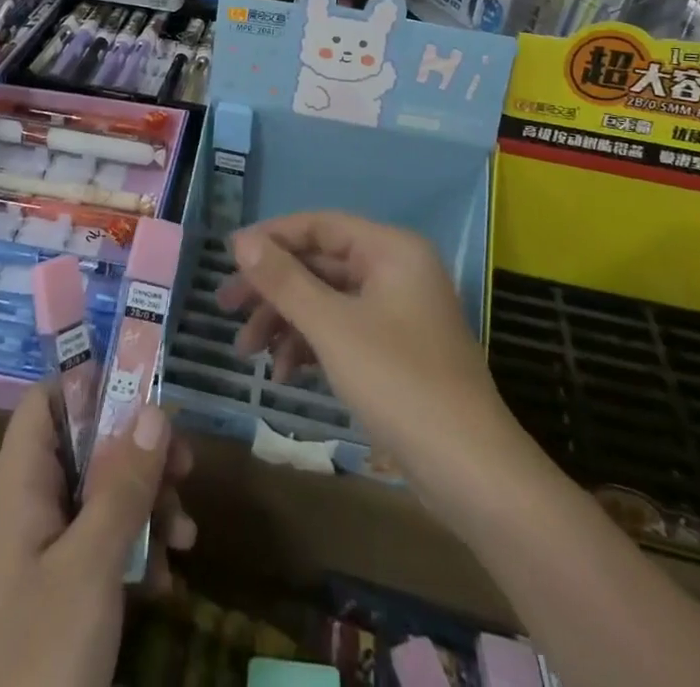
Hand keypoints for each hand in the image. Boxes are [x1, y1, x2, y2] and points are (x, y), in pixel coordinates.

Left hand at [0, 390, 195, 686]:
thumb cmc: (42, 652)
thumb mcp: (91, 565)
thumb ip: (122, 484)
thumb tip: (153, 409)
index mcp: (19, 485)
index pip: (46, 401)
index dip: (90, 383)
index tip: (145, 389)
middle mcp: (29, 505)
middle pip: (86, 445)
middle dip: (139, 453)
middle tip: (186, 466)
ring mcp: (45, 550)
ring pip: (102, 494)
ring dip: (148, 506)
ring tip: (185, 537)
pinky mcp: (61, 589)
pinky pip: (103, 543)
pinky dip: (137, 550)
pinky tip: (165, 581)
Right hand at [218, 213, 522, 532]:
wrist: (473, 475)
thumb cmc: (399, 383)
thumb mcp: (332, 327)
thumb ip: (284, 280)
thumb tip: (240, 240)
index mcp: (390, 250)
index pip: (319, 225)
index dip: (271, 238)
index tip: (228, 260)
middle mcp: (396, 270)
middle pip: (320, 264)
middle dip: (273, 289)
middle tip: (226, 308)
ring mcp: (398, 313)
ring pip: (328, 301)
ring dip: (286, 322)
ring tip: (247, 352)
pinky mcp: (396, 351)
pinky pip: (343, 331)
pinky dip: (311, 347)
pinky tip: (284, 375)